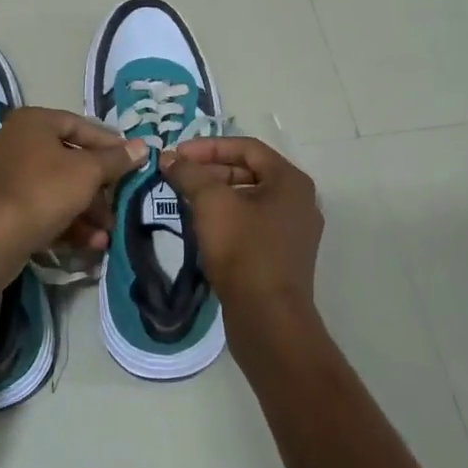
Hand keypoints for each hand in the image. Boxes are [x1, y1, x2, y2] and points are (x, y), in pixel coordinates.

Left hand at [0, 108, 147, 267]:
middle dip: (99, 187)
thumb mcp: (87, 172)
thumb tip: (141, 146)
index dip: (109, 144)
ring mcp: (5, 177)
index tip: (133, 162)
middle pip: (69, 160)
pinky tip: (90, 244)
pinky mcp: (2, 208)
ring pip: (56, 188)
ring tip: (107, 233)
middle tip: (121, 203)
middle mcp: (15, 143)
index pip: (79, 126)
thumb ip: (115, 160)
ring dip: (86, 211)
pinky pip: (41, 208)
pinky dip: (66, 223)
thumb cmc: (42, 191)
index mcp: (32, 123)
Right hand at [159, 137, 323, 323]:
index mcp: (290, 181)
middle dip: (210, 170)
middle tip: (177, 175)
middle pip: (249, 171)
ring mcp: (293, 231)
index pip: (247, 147)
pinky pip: (252, 223)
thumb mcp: (212, 204)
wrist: (268, 320)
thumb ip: (189, 174)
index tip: (177, 155)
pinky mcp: (283, 256)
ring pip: (249, 199)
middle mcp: (299, 201)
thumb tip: (169, 158)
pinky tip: (202, 226)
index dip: (209, 146)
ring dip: (216, 194)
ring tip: (183, 198)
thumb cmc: (244, 251)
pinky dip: (227, 217)